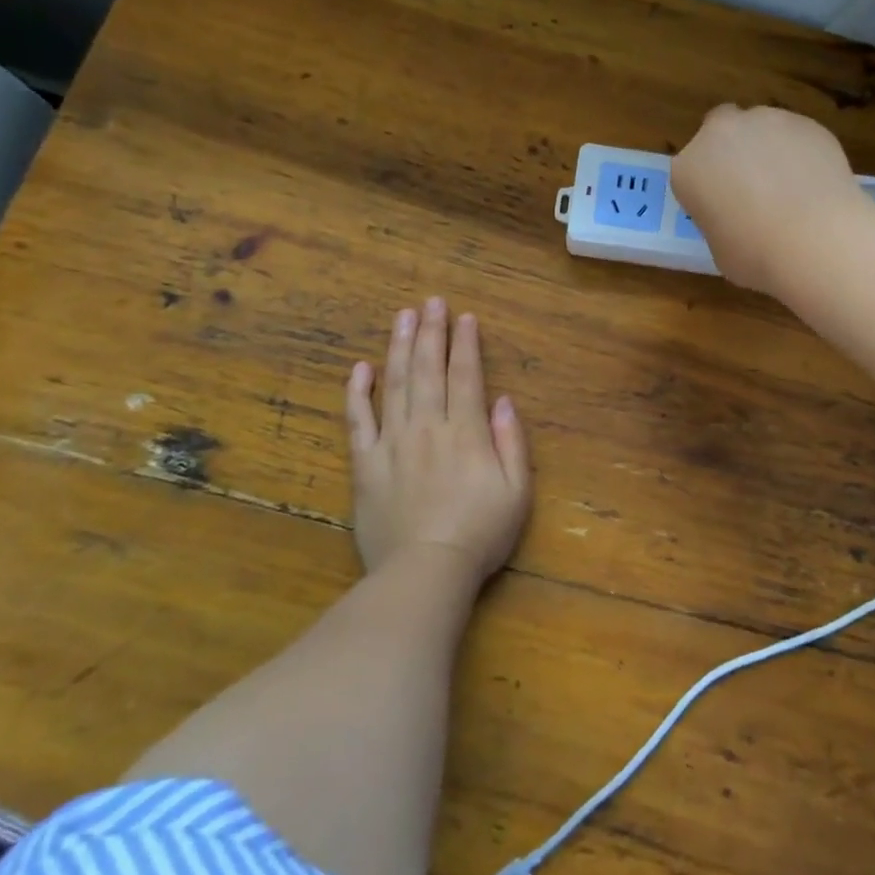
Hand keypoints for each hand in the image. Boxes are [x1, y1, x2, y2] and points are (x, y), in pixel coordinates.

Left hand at [344, 298, 531, 586]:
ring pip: (394, 384)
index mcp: (466, 431)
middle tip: (431, 301)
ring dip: (398, 347)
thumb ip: (511, 441)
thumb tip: (502, 400)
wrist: (425, 572)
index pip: (465, 375)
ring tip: (402, 316)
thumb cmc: (480, 534)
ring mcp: (393, 443)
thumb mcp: (517, 490)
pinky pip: (358, 421)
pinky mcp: (365, 464)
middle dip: (431, 332)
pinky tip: (360, 368)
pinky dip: (357, 392)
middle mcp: (428, 426)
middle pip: (428, 369)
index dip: (466, 343)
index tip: (465, 317)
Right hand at [671, 104, 874, 294]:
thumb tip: (740, 218)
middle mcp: (721, 134)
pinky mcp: (806, 123)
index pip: (690, 171)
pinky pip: (796, 136)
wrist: (816, 240)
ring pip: (760, 128)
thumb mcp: (720, 249)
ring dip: (767, 148)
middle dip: (731, 150)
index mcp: (689, 169)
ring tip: (789, 186)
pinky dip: (800, 152)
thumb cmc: (756, 255)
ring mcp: (766, 121)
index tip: (721, 207)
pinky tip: (814, 183)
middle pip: (720, 130)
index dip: (707, 187)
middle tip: (750, 185)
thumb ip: (721, 220)